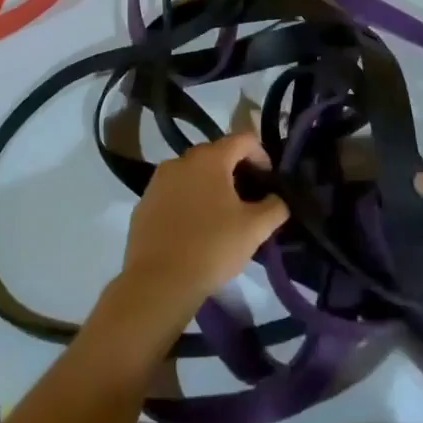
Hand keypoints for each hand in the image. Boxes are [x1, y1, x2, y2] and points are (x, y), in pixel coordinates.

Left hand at [104, 133, 288, 344]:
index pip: (243, 139)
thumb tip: (278, 199)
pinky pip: (173, 192)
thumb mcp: (255, 229)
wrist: (157, 282)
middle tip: (248, 198)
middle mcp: (181, 160)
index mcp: (210, 158)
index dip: (262, 155)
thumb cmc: (212, 248)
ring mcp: (158, 180)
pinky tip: (194, 228)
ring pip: (192, 173)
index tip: (269, 180)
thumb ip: (275, 207)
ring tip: (221, 215)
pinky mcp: (144, 202)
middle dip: (235, 170)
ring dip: (210, 185)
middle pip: (216, 154)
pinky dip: (188, 200)